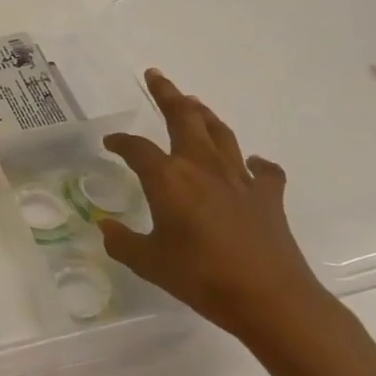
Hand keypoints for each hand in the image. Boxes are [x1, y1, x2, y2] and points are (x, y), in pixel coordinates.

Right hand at [99, 70, 335, 347]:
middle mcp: (202, 167)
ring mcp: (239, 179)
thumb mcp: (148, 262)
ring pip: (220, 134)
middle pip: (184, 119)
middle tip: (156, 76)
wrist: (270, 299)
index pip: (136, 149)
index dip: (120, 142)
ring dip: (204, 115)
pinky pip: (263, 170)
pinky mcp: (268, 197)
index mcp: (168, 179)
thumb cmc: (201, 277)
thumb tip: (105, 227)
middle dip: (168, 95)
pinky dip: (254, 161)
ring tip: (194, 103)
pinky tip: (250, 162)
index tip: (109, 143)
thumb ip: (122, 241)